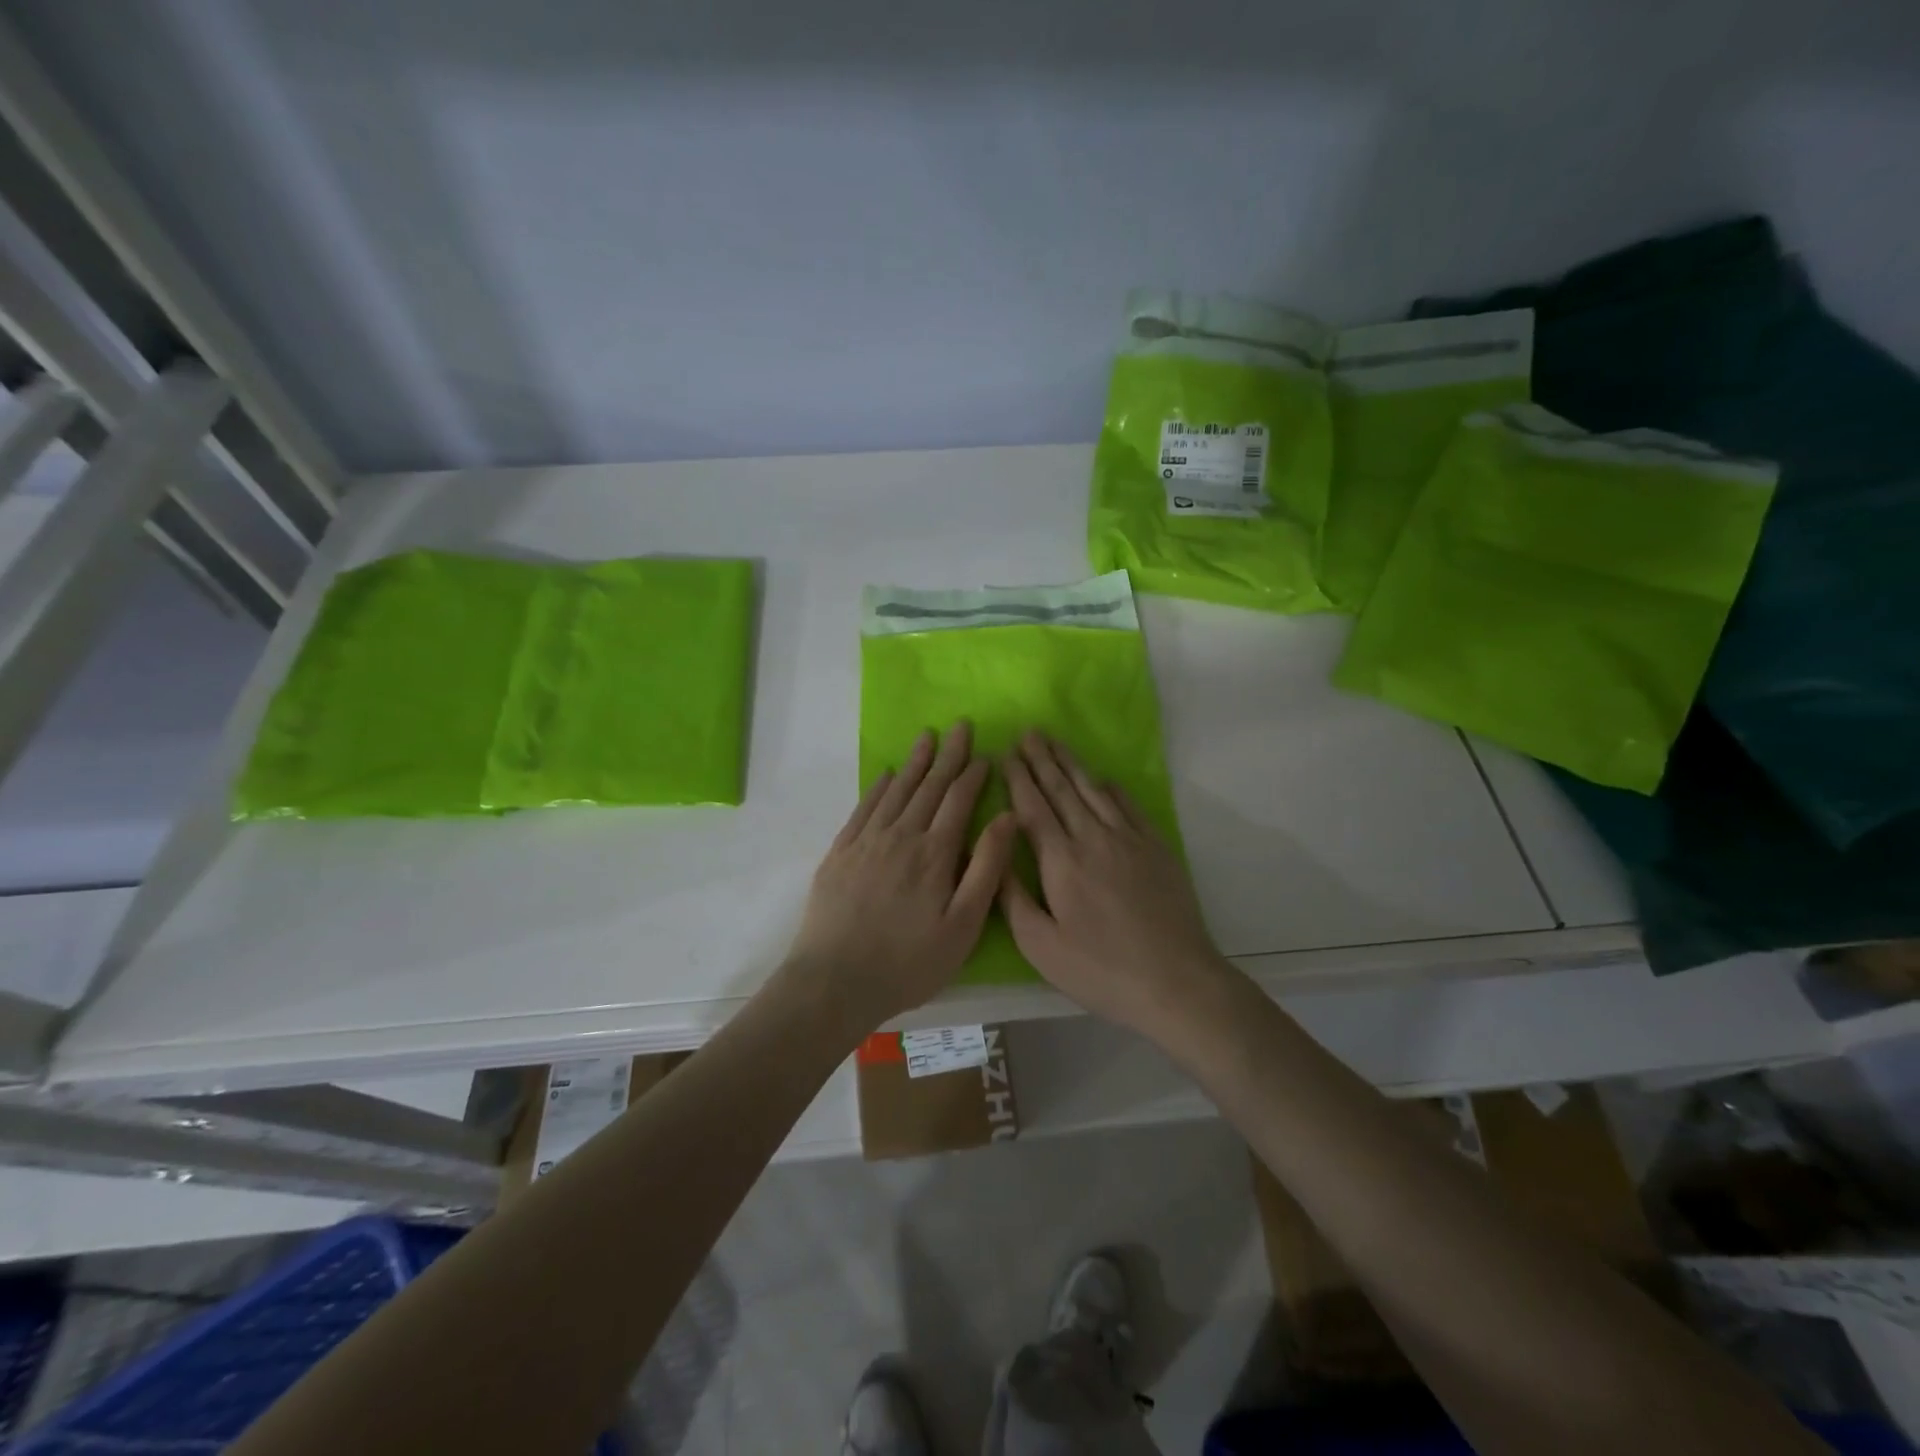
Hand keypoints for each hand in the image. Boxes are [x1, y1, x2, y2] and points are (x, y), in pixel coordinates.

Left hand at [787, 721, 1017, 1030]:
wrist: (834, 981)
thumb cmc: (908, 963)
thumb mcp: (962, 927)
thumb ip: (986, 869)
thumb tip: (1007, 818)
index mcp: (934, 854)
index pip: (959, 801)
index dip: (974, 776)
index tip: (986, 754)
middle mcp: (901, 836)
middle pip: (929, 787)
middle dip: (948, 755)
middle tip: (960, 726)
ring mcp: (866, 842)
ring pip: (896, 791)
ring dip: (914, 763)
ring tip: (927, 737)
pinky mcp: (840, 853)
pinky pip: (863, 808)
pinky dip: (878, 788)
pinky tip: (886, 775)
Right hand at [1000, 732, 1229, 1033]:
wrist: (1176, 980)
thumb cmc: (1101, 970)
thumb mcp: (1041, 946)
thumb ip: (1012, 897)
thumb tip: (994, 853)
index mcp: (1061, 861)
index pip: (1033, 807)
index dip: (1018, 779)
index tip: (1006, 753)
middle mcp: (1093, 838)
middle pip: (1062, 789)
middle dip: (1042, 759)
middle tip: (1028, 732)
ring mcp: (1129, 839)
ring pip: (1094, 790)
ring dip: (1072, 764)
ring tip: (1055, 742)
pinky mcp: (1156, 847)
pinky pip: (1128, 804)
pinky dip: (1110, 787)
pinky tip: (1101, 778)